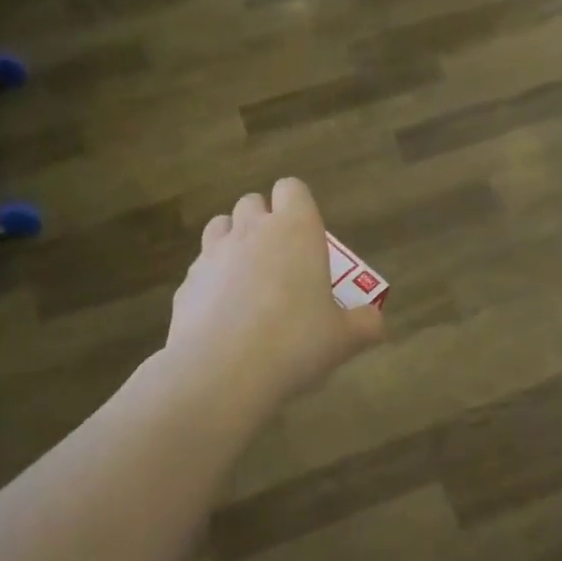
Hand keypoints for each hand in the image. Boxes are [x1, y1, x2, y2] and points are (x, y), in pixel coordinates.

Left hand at [166, 179, 385, 406]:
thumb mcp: (344, 339)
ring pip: (220, 226)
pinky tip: (222, 315)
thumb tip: (375, 321)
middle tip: (280, 260)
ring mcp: (212, 254)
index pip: (292, 188)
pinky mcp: (186, 283)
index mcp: (295, 230)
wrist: (222, 371)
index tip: (306, 235)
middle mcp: (251, 231)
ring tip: (247, 278)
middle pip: (252, 203)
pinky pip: (200, 268)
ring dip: (233, 241)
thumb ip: (365, 324)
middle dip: (263, 222)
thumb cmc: (295, 343)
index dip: (297, 206)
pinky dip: (211, 281)